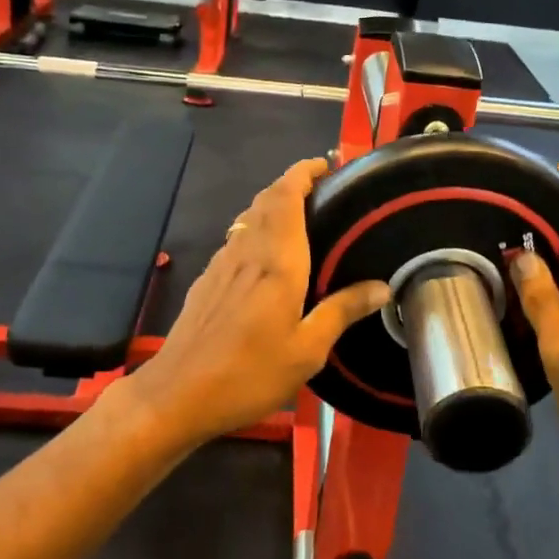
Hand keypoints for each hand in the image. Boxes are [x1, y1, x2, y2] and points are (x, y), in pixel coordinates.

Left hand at [118, 158, 388, 448]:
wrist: (177, 394)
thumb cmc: (249, 372)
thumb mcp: (307, 350)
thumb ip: (342, 311)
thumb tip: (381, 286)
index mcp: (277, 261)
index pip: (286, 196)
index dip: (303, 172)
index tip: (325, 164)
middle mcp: (247, 252)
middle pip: (266, 200)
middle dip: (291, 183)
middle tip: (321, 188)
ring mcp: (221, 264)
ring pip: (248, 217)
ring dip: (272, 204)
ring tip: (300, 216)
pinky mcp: (207, 281)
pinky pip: (236, 239)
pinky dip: (256, 229)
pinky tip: (265, 256)